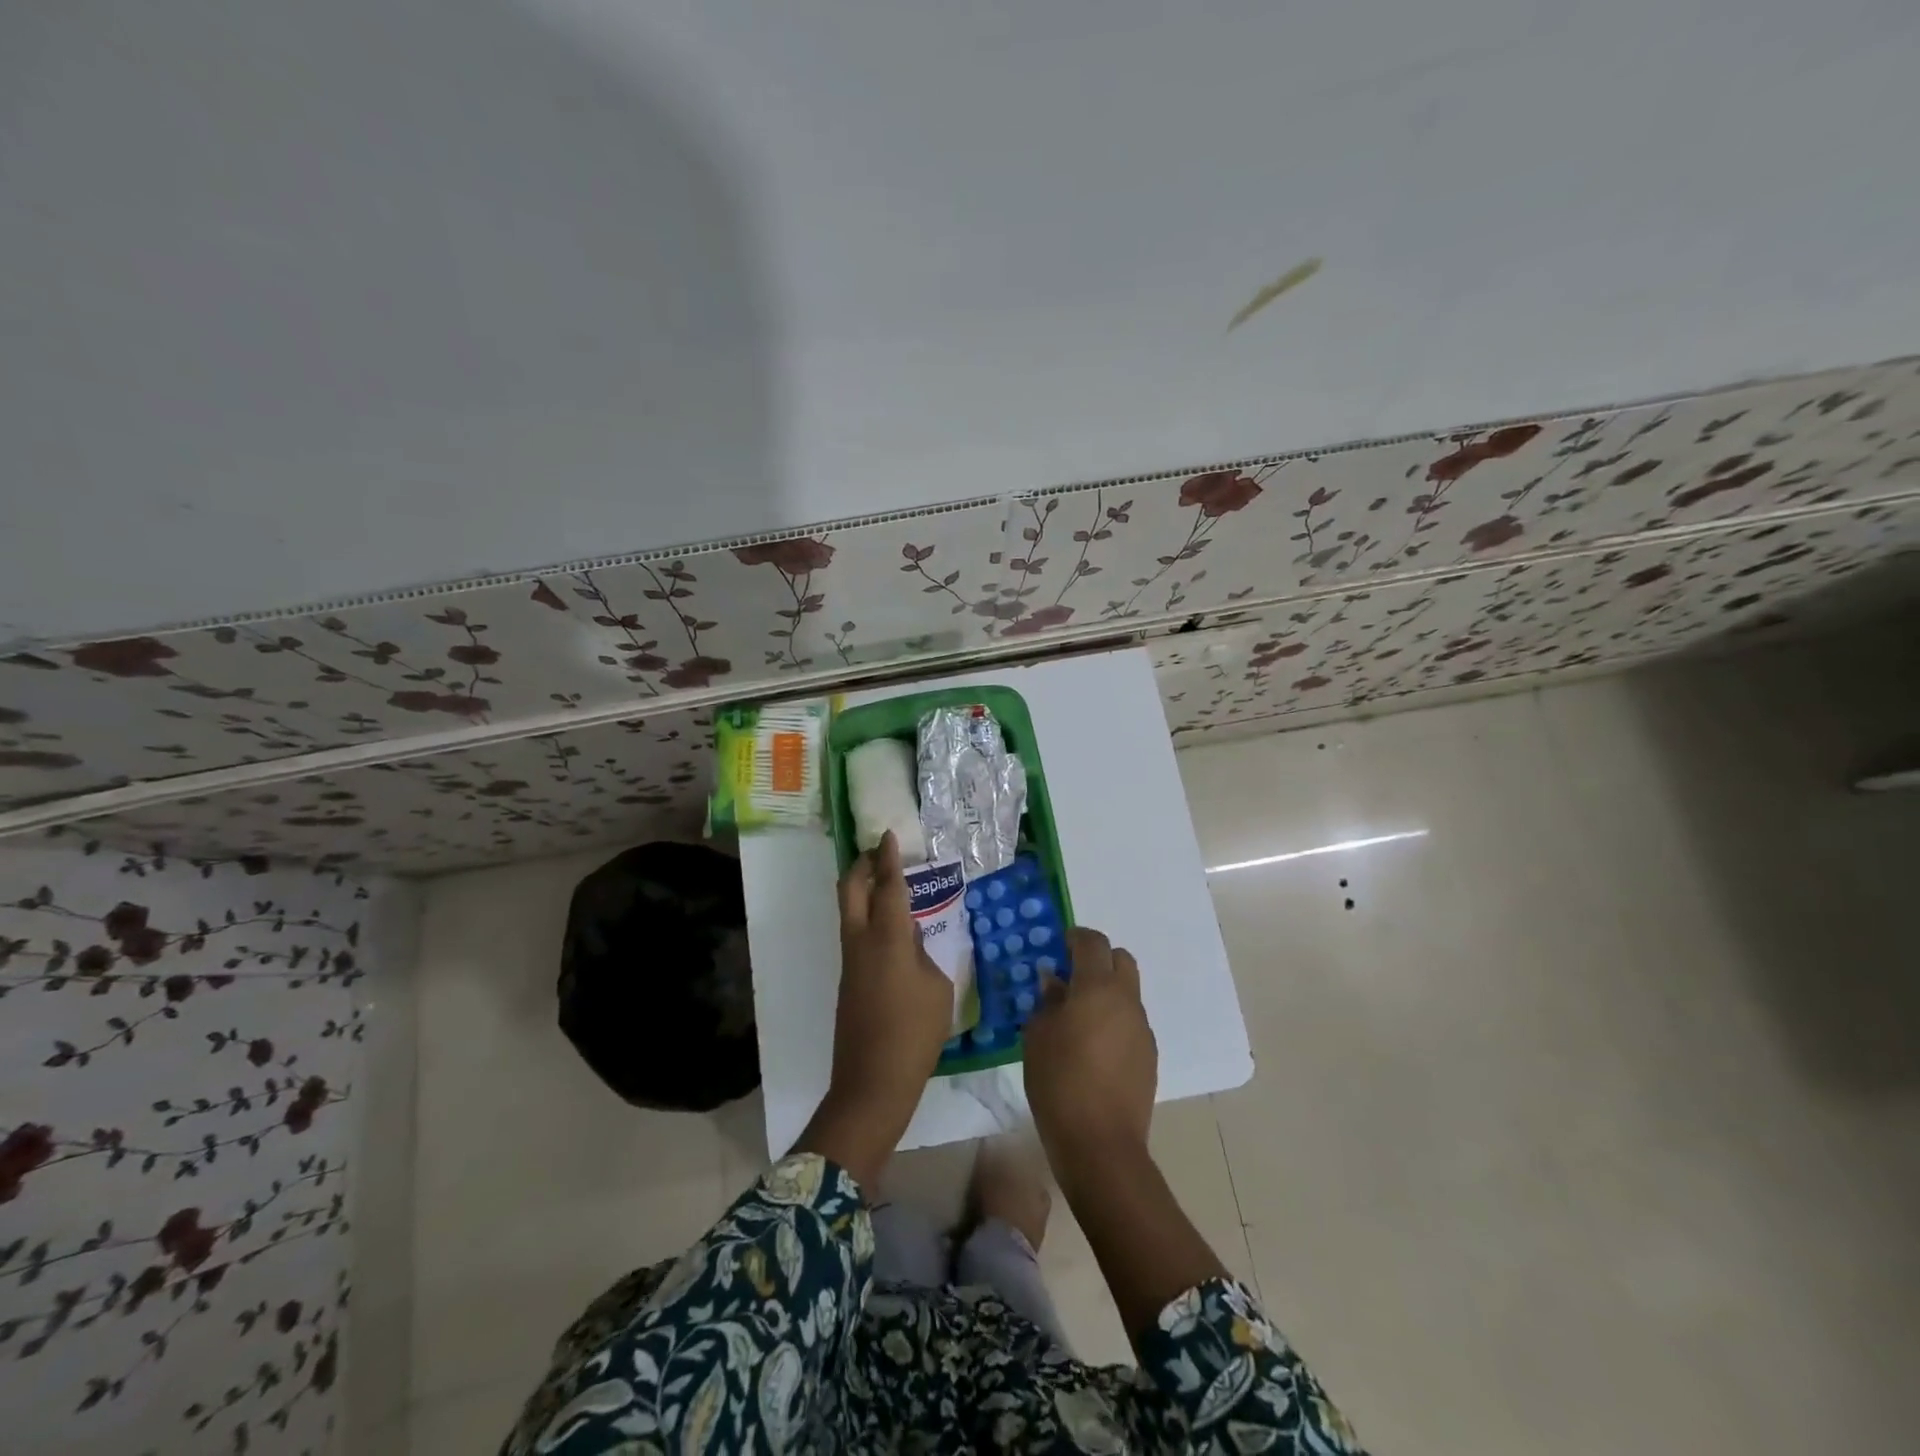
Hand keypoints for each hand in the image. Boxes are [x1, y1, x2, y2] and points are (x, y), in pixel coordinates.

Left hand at [796, 831, 953, 1188]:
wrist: (873, 1080)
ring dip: (861, 889)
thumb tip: (911, 937)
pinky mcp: (847, 979)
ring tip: (886, 883)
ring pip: (848, 910)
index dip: (888, 858)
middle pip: (851, 889)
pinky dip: (867, 916)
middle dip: (862, 865)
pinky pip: (854, 933)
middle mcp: (861, 941)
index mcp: (888, 938)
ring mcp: (850, 960)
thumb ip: (924, 953)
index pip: (888, 886)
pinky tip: (890, 927)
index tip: (888, 836)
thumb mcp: (936, 987)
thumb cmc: (915, 1032)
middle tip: (879, 853)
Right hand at [1022, 927, 1156, 1182]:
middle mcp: (1126, 1000)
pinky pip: (1131, 1022)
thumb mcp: (1037, 1036)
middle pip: (1120, 959)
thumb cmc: (1059, 1082)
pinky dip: (1114, 1020)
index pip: (1092, 942)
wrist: (1101, 1143)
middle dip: (1098, 959)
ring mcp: (1142, 1029)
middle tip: (1071, 977)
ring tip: (1079, 1018)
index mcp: (1097, 987)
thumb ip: (1047, 1002)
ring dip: (1106, 992)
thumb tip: (1056, 983)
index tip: (1058, 946)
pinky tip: (1094, 1048)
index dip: (1075, 937)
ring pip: (1128, 992)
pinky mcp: (1149, 1055)